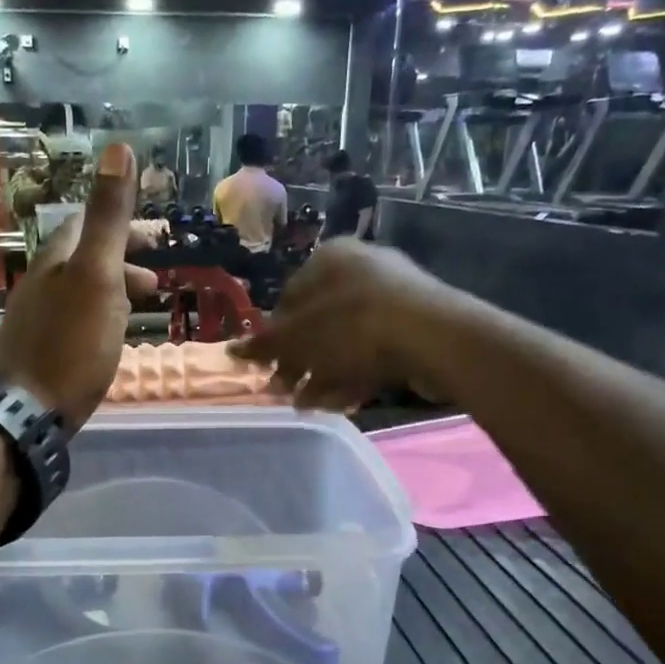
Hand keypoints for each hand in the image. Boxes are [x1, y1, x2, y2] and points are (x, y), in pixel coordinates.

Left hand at [0, 143, 138, 426]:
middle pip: (83, 259)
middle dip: (122, 261)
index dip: (121, 224)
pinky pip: (74, 320)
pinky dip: (99, 317)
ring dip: (113, 291)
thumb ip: (108, 217)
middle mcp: (40, 283)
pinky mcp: (38, 351)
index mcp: (55, 260)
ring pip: (80, 291)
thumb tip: (117, 148)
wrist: (28, 411)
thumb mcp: (97, 276)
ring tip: (141, 309)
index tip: (156, 237)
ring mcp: (36, 318)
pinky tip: (109, 339)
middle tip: (157, 280)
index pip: (85, 224)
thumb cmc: (71, 343)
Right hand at [229, 239, 458, 409]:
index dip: (275, 339)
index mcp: (329, 258)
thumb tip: (232, 350)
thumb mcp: (298, 338)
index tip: (269, 370)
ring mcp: (392, 297)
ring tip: (310, 405)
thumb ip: (264, 346)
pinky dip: (355, 374)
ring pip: (345, 341)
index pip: (289, 299)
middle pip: (318, 323)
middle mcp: (360, 269)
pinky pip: (374, 350)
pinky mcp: (414, 327)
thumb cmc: (351, 327)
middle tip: (287, 392)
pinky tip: (343, 401)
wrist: (432, 336)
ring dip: (323, 375)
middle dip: (300, 362)